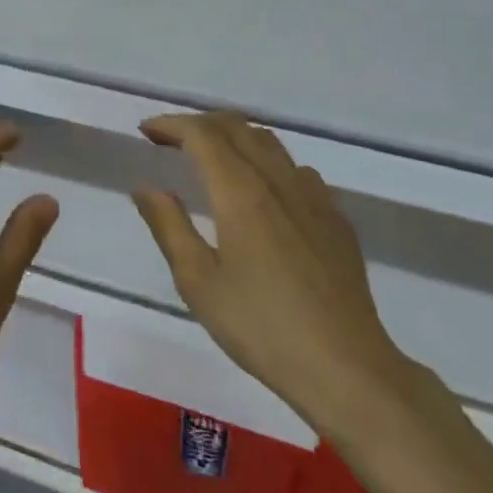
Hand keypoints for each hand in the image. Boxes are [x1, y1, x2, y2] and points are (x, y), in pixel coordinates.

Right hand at [131, 111, 410, 438]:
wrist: (347, 368)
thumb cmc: (261, 327)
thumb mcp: (198, 282)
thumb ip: (168, 226)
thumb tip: (146, 187)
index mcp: (241, 192)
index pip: (203, 134)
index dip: (171, 124)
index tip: (146, 131)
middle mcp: (279, 181)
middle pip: (237, 127)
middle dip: (199, 124)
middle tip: (170, 140)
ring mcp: (314, 197)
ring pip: (270, 143)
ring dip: (233, 138)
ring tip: (210, 159)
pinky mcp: (336, 219)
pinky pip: (296, 170)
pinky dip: (266, 163)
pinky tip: (260, 193)